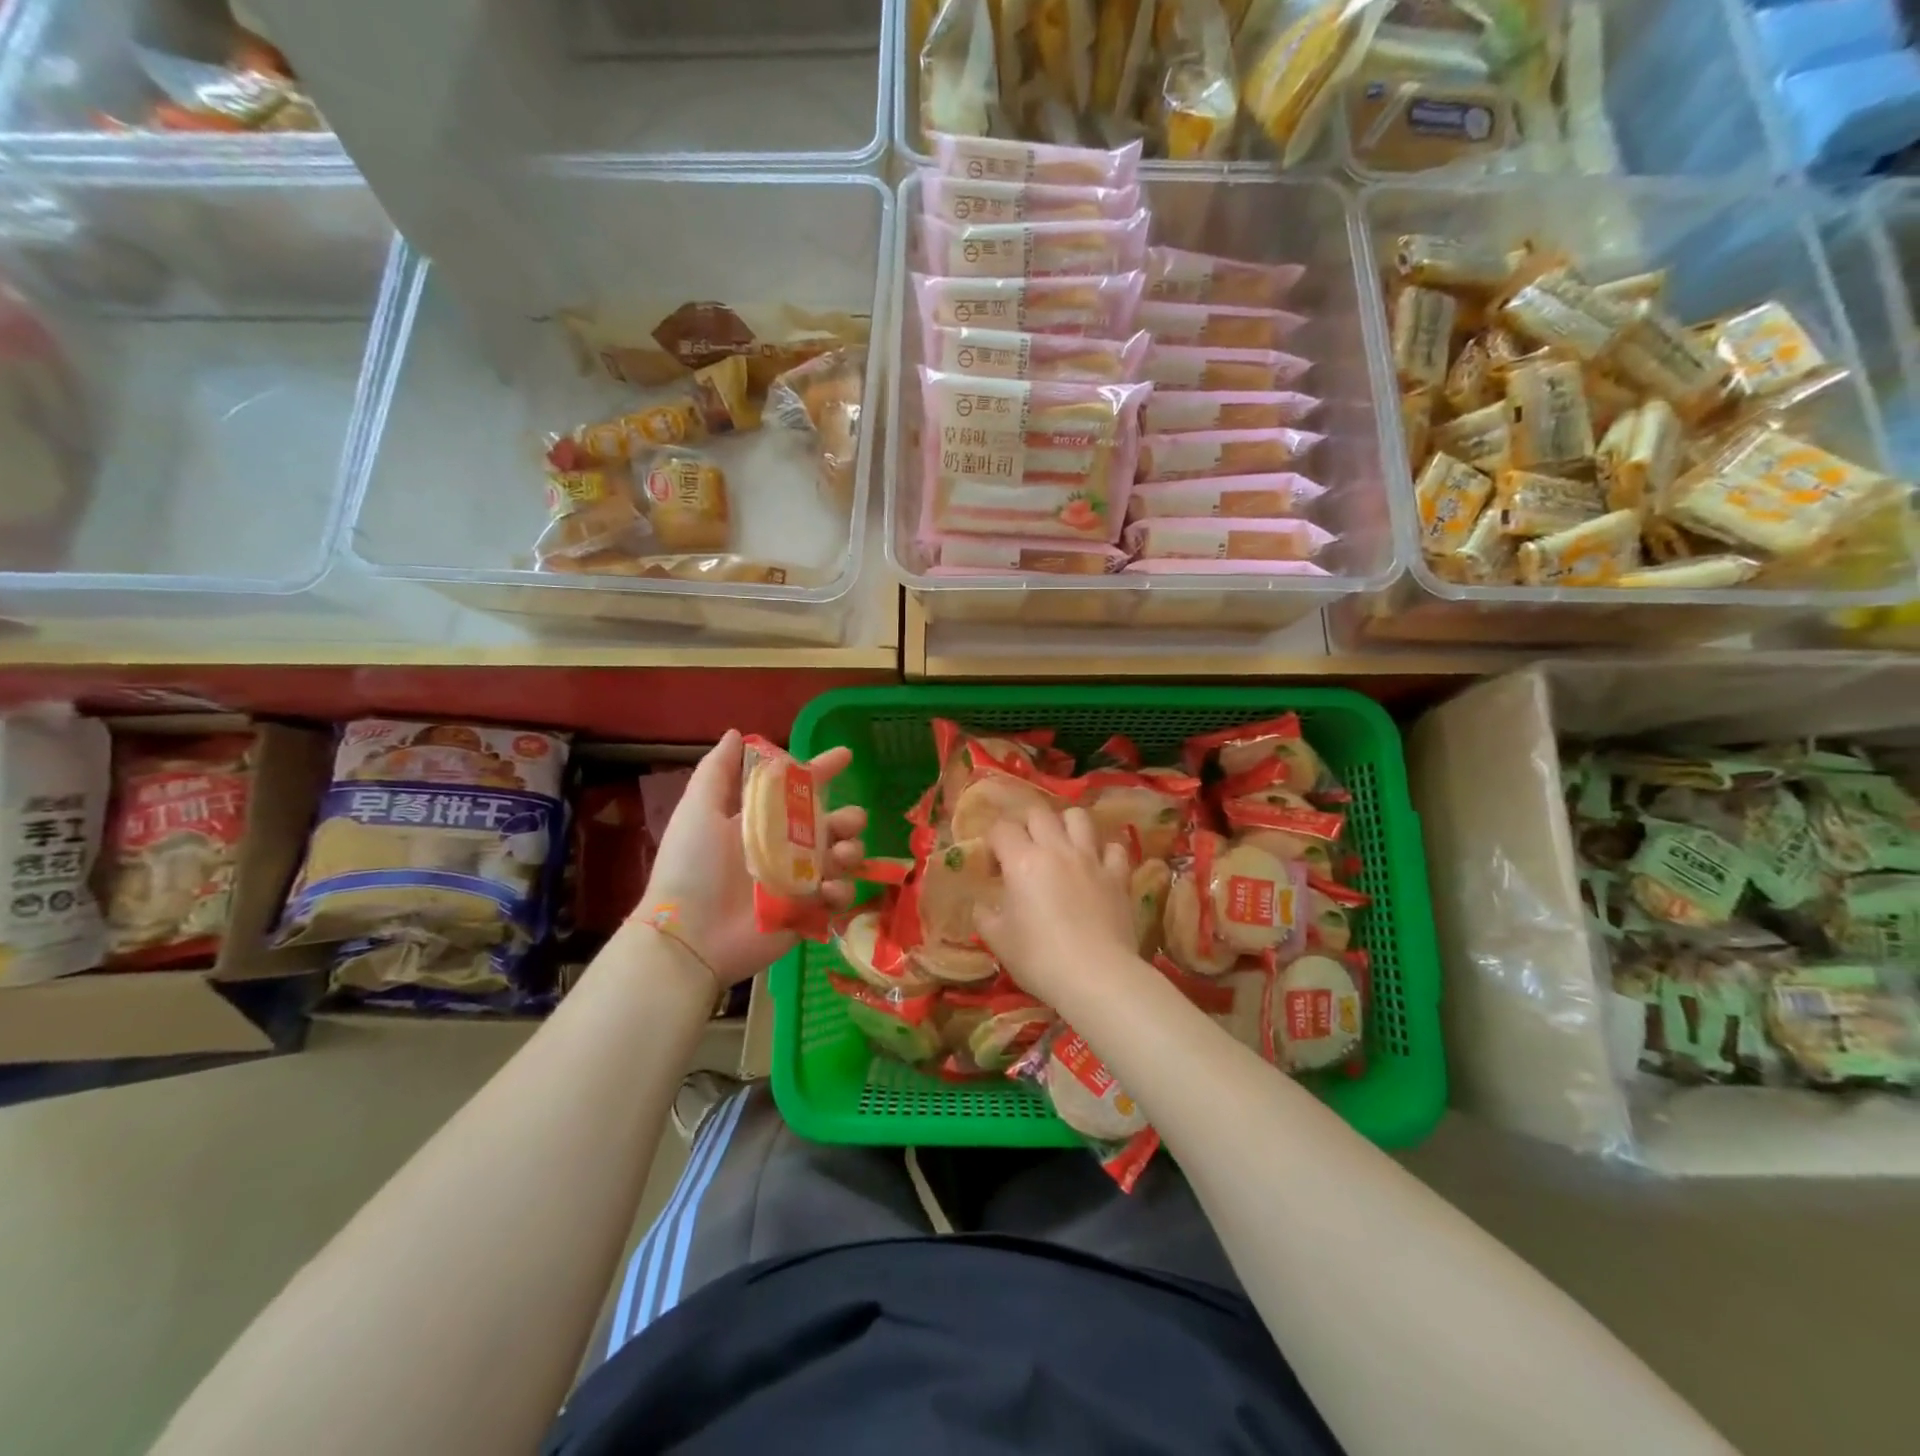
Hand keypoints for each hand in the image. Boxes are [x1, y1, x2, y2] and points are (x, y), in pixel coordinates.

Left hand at [637, 730, 866, 985]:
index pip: (800, 789)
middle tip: (848, 821)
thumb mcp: (698, 810)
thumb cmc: (691, 867)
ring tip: (842, 856)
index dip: (823, 770)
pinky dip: (841, 892)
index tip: (846, 755)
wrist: (689, 935)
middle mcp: (785, 848)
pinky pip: (838, 899)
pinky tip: (828, 890)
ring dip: (851, 851)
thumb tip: (736, 733)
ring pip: (843, 859)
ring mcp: (798, 882)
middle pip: (832, 825)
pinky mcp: (806, 914)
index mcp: (762, 822)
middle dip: (849, 818)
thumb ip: (716, 771)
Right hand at [977, 805, 1136, 1005]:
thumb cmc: (1039, 959)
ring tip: (1060, 846)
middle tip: (1023, 851)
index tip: (993, 868)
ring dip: (1065, 825)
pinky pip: (1113, 847)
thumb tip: (983, 906)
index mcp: (1022, 861)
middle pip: (1038, 813)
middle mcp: (1056, 850)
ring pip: (1078, 817)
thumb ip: (985, 916)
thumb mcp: (998, 941)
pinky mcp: (1118, 875)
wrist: (1096, 977)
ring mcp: (1091, 859)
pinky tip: (1097, 866)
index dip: (993, 843)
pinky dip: (1103, 851)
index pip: (1001, 829)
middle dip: (1025, 825)